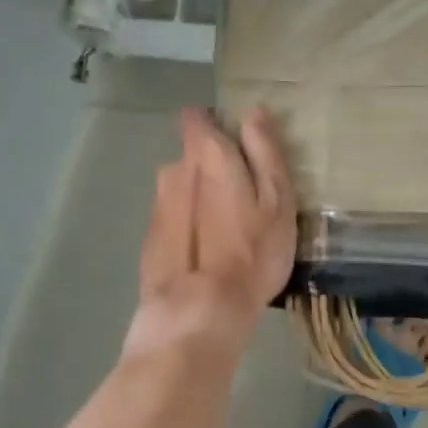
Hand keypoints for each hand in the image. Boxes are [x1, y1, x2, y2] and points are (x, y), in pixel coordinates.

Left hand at [129, 106, 295, 359]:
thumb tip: (253, 113)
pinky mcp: (150, 237)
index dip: (217, 125)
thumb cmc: (251, 253)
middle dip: (214, 168)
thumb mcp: (277, 200)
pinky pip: (175, 218)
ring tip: (227, 231)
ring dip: (201, 198)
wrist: (199, 314)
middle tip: (245, 199)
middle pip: (193, 155)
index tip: (240, 147)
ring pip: (184, 188)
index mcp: (205, 154)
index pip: (197, 117)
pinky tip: (207, 254)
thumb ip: (265, 152)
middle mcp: (174, 170)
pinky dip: (189, 226)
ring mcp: (158, 204)